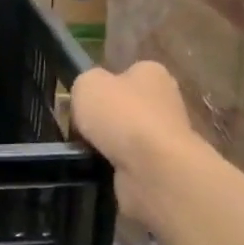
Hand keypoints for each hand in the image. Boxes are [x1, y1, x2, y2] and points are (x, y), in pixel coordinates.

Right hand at [70, 62, 199, 227]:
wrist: (152, 168)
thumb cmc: (121, 116)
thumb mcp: (86, 84)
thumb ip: (84, 84)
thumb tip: (89, 100)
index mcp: (152, 73)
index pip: (122, 75)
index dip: (99, 89)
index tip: (81, 106)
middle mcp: (165, 101)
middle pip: (122, 109)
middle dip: (101, 122)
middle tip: (77, 133)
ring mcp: (166, 137)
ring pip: (124, 139)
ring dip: (105, 148)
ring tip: (85, 154)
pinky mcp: (163, 167)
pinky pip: (128, 165)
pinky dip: (112, 169)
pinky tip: (100, 171)